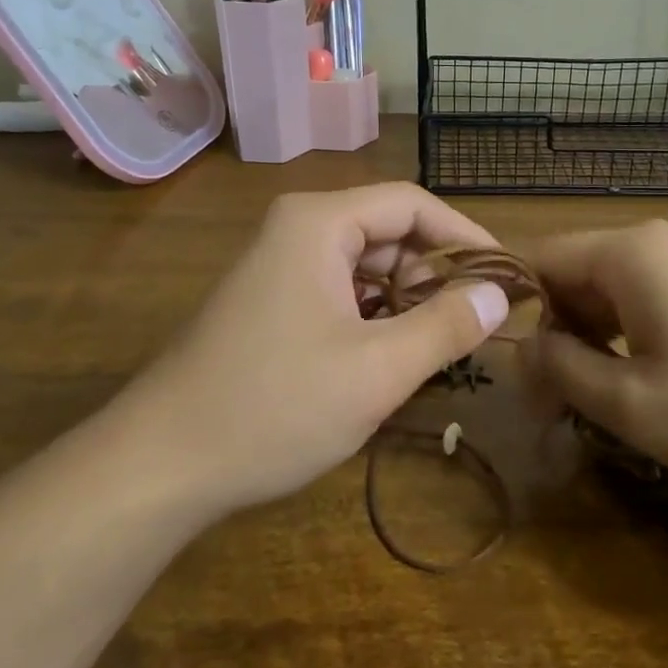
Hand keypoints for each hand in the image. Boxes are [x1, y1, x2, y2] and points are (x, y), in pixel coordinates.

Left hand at [117, 184, 510, 516]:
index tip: (506, 276)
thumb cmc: (275, 406)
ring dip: (405, 300)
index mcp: (319, 223)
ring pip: (364, 266)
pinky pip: (338, 292)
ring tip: (435, 347)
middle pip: (387, 231)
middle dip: (434, 274)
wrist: (161, 464)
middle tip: (472, 325)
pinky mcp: (268, 302)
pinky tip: (387, 358)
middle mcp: (296, 229)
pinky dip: (372, 317)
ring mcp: (277, 266)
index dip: (465, 235)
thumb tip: (499, 294)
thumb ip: (446, 326)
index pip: (411, 204)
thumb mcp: (377, 370)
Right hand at [518, 220, 667, 506]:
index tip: (524, 380)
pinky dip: (634, 343)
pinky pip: (654, 303)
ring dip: (595, 346)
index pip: (539, 260)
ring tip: (605, 407)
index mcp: (629, 252)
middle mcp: (660, 243)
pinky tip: (653, 390)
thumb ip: (559, 370)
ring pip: (614, 294)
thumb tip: (518, 351)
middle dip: (558, 339)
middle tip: (559, 411)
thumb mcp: (632, 403)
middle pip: (576, 276)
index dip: (519, 316)